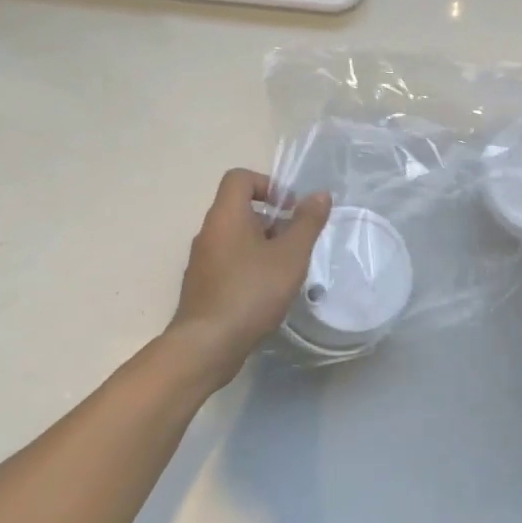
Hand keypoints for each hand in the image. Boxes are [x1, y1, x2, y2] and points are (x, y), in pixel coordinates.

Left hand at [169, 169, 331, 367]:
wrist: (207, 344)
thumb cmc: (252, 291)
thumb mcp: (290, 255)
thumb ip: (307, 222)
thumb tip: (319, 195)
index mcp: (226, 216)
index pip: (239, 178)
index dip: (267, 184)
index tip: (289, 208)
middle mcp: (208, 232)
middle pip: (239, 208)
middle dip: (271, 219)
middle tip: (295, 242)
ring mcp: (202, 260)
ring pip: (235, 238)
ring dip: (262, 245)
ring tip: (286, 270)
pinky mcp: (202, 285)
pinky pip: (228, 262)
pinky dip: (249, 266)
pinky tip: (266, 292)